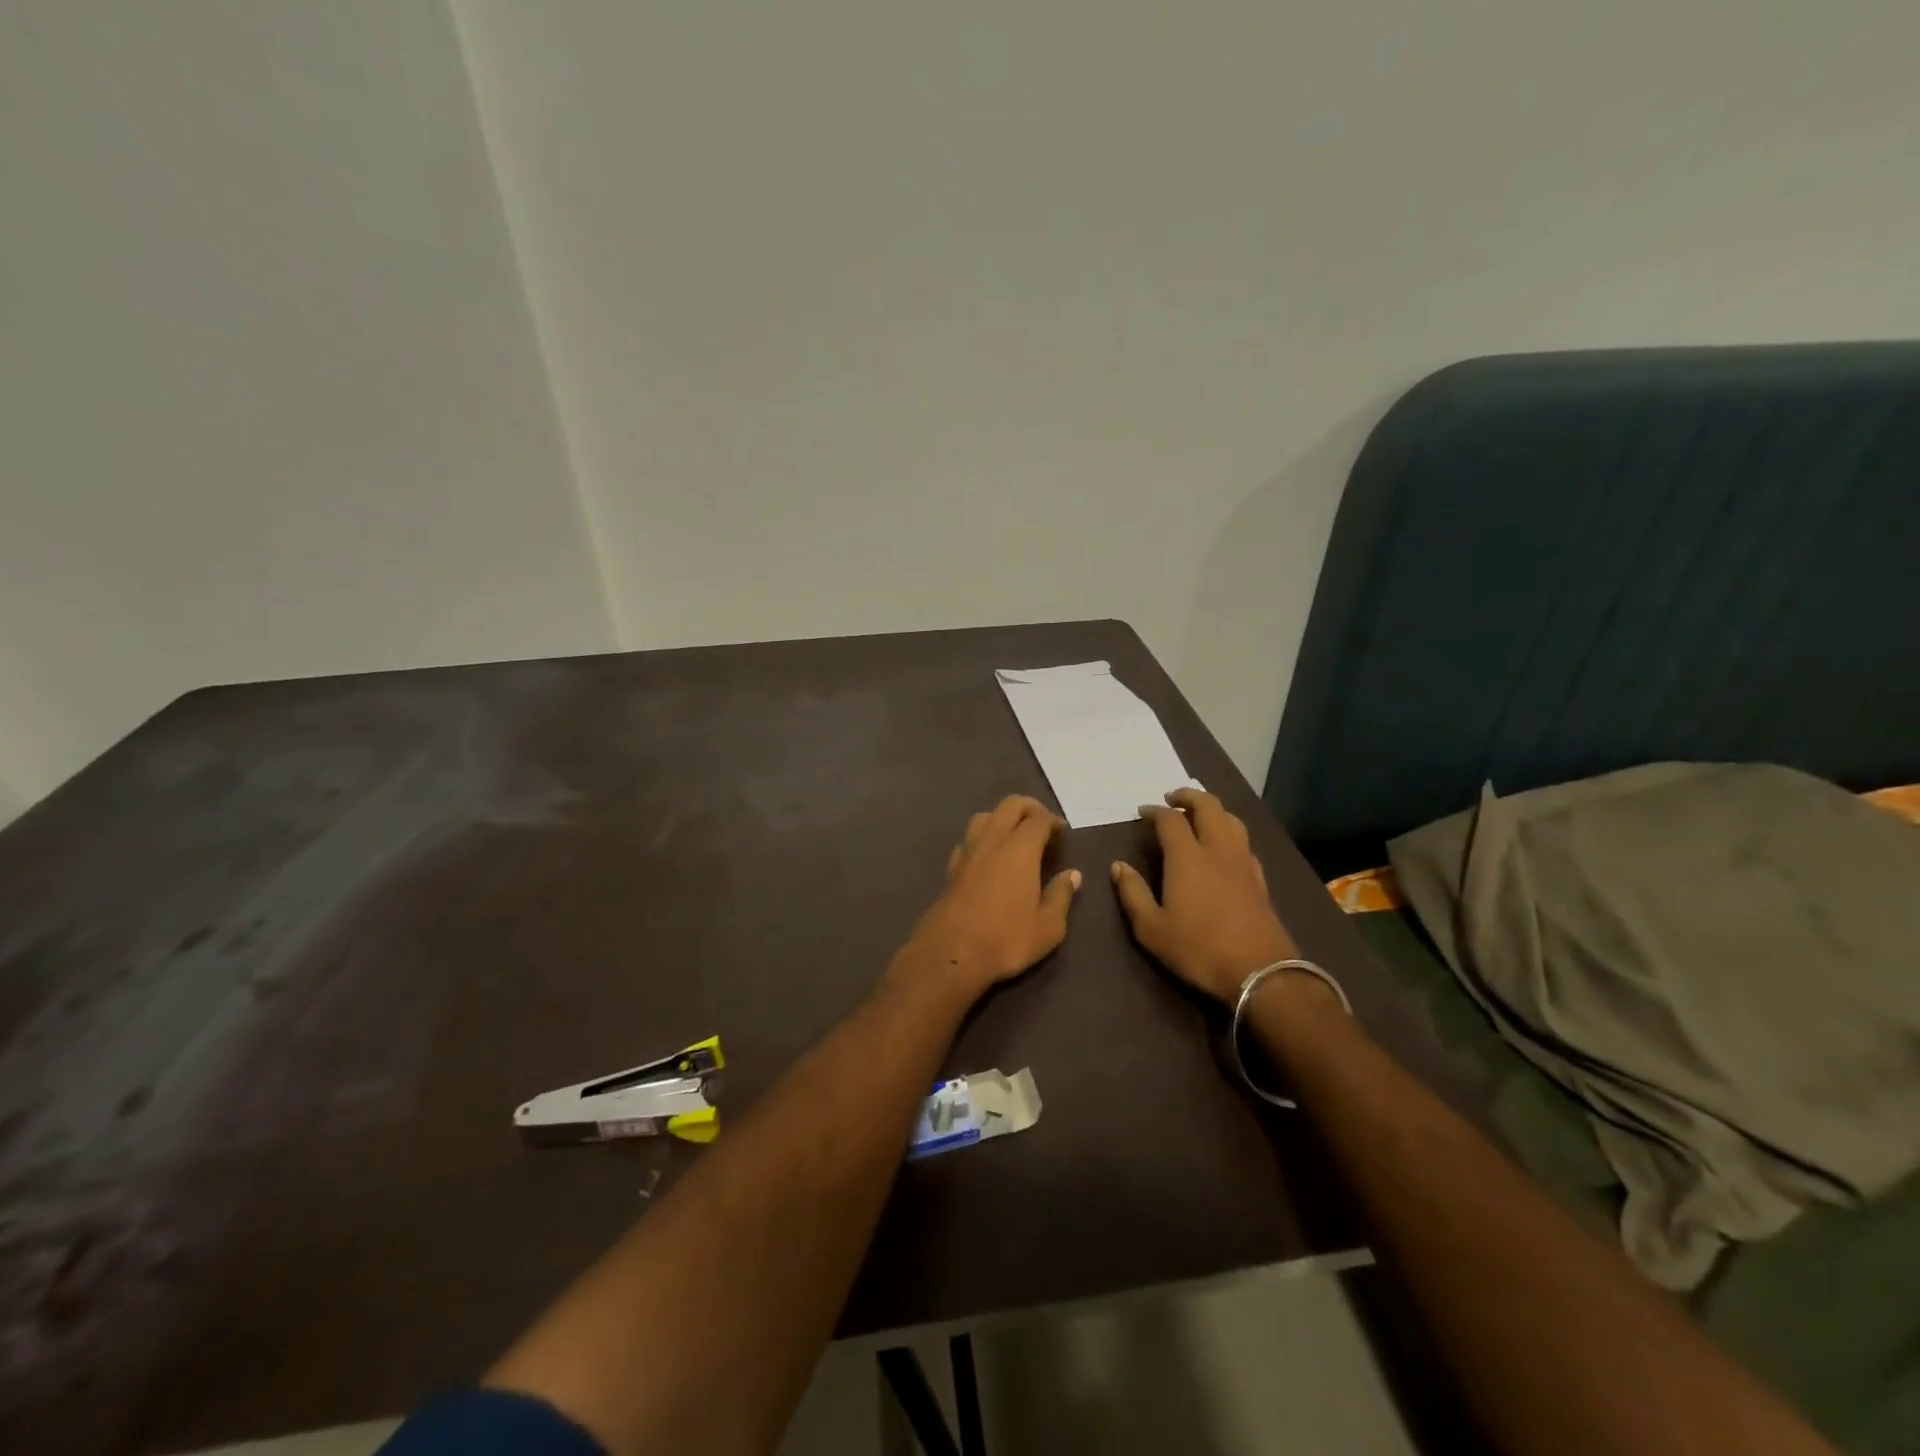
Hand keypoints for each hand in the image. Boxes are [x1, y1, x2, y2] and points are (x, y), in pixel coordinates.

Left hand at [890, 795, 1080, 1003]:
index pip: (1038, 819)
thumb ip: (1061, 896)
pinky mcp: (951, 867)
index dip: (1053, 820)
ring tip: (1015, 835)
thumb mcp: (1048, 927)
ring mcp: (968, 852)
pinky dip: (982, 837)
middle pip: (1009, 805)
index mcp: (1020, 849)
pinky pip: (968, 838)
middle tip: (1042, 824)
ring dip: (1002, 817)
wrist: (951, 953)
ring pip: (984, 816)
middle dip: (1028, 807)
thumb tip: (1073, 875)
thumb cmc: (1006, 940)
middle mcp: (992, 841)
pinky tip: (988, 855)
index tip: (1062, 831)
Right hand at [1111, 788, 1297, 1002]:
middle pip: (1208, 806)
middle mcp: (1217, 850)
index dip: (1154, 810)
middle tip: (1172, 799)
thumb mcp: (1151, 929)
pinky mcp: (1259, 879)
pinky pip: (1244, 842)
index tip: (1142, 812)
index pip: (1170, 819)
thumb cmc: (1198, 949)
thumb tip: (1119, 866)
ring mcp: (1242, 863)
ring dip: (1212, 809)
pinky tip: (1224, 847)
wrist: (1260, 972)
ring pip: (1231, 819)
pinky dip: (1230, 832)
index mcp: (1187, 858)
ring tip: (1198, 815)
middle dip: (1188, 796)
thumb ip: (1132, 893)